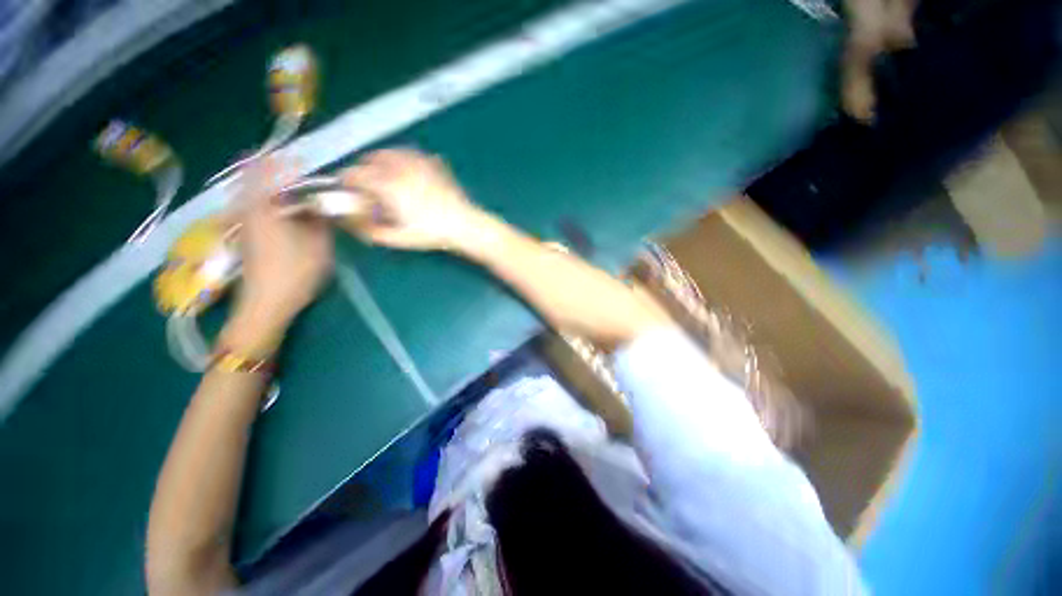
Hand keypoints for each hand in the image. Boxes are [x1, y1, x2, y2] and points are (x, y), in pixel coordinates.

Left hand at [223, 158, 333, 352]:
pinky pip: (253, 205)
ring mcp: (243, 222)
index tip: (303, 159)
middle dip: (272, 168)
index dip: (286, 162)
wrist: (266, 304)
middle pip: (253, 177)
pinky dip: (266, 199)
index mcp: (265, 208)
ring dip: (268, 184)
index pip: (270, 172)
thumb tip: (321, 205)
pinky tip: (283, 209)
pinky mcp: (245, 234)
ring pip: (251, 191)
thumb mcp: (319, 246)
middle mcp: (248, 209)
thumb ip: (320, 221)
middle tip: (295, 169)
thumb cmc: (295, 273)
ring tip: (292, 187)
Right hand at [339, 149, 488, 251]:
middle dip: (364, 171)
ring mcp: (418, 161)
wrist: (463, 224)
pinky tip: (408, 173)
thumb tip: (346, 219)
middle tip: (369, 187)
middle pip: (369, 159)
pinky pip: (409, 154)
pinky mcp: (433, 163)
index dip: (345, 182)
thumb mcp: (397, 238)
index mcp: (387, 184)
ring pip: (389, 152)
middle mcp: (399, 167)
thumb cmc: (430, 233)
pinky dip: (402, 160)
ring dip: (381, 162)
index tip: (347, 191)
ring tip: (386, 178)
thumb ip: (368, 228)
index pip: (353, 174)